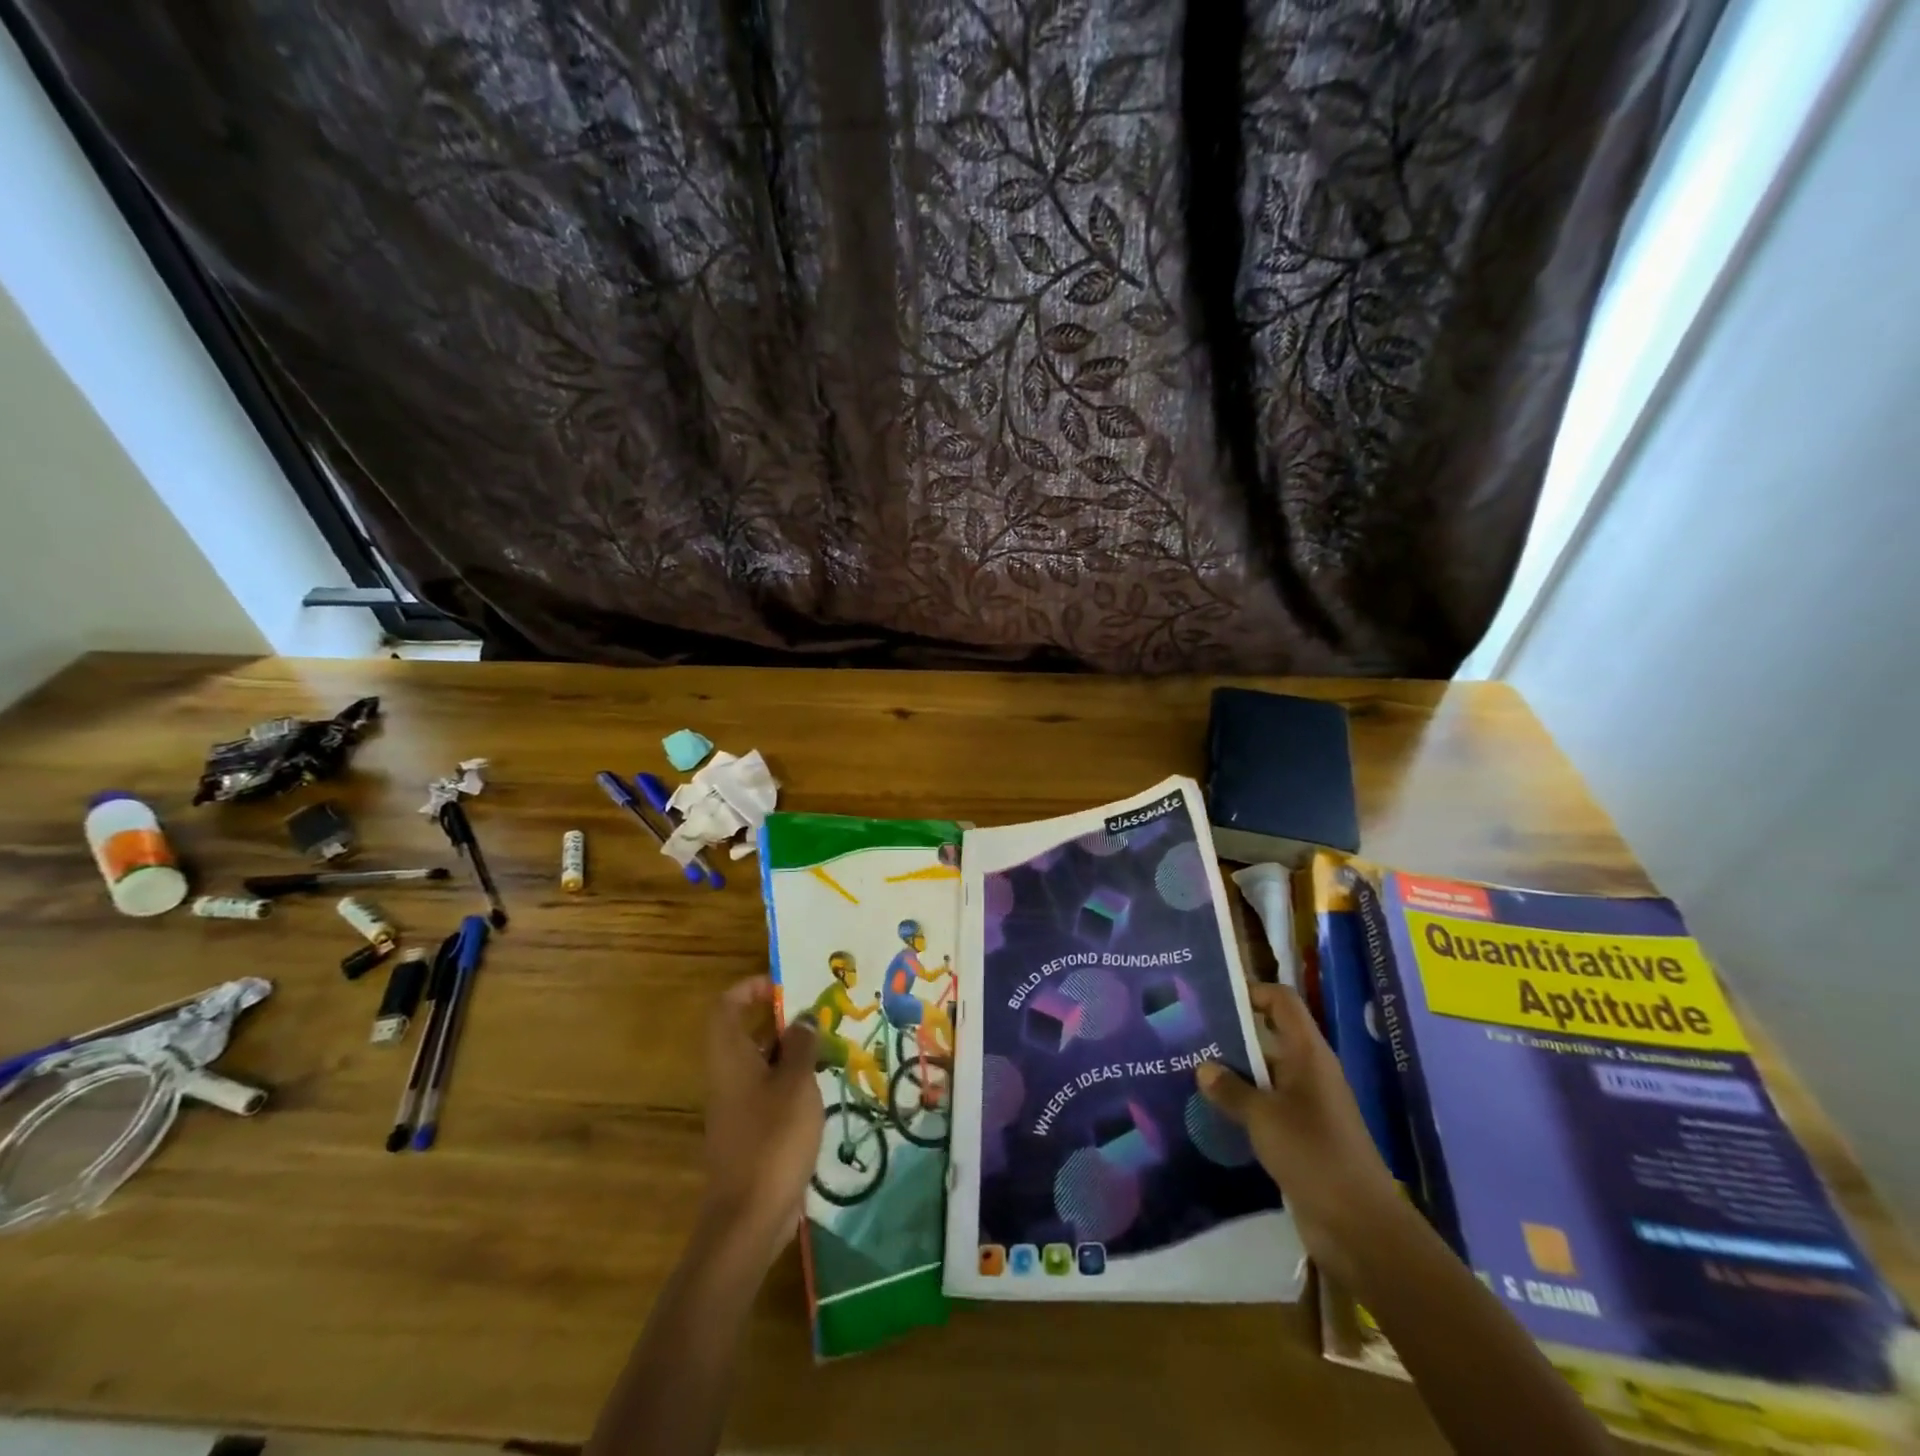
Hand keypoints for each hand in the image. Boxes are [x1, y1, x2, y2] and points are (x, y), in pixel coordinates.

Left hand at [701, 977, 823, 1267]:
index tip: (785, 986)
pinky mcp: (751, 1132)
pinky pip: (770, 1091)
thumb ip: (802, 1046)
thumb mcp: (796, 1084)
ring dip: (793, 1051)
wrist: (748, 1219)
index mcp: (730, 1057)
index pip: (727, 1006)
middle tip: (821, 1014)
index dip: (751, 988)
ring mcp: (738, 1106)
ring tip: (831, 1047)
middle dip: (783, 1019)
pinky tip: (824, 1089)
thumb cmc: (772, 1140)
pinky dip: (793, 1082)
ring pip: (763, 1063)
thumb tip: (804, 1018)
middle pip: (748, 1032)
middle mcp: (728, 1076)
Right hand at [1196, 982, 1404, 1291]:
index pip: (1282, 1002)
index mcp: (1309, 1054)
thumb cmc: (1314, 1156)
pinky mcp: (1301, 1137)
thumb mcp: (1264, 1118)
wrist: (1361, 1228)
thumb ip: (1231, 1089)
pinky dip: (1242, 1104)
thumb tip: (1203, 1067)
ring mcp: (1307, 1105)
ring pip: (1265, 1074)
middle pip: (1270, 1035)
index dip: (1252, 991)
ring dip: (1233, 1072)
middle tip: (1188, 1032)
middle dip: (1231, 1033)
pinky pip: (1267, 1107)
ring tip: (1190, 1069)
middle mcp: (1309, 1072)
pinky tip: (1211, 1110)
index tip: (1212, 996)